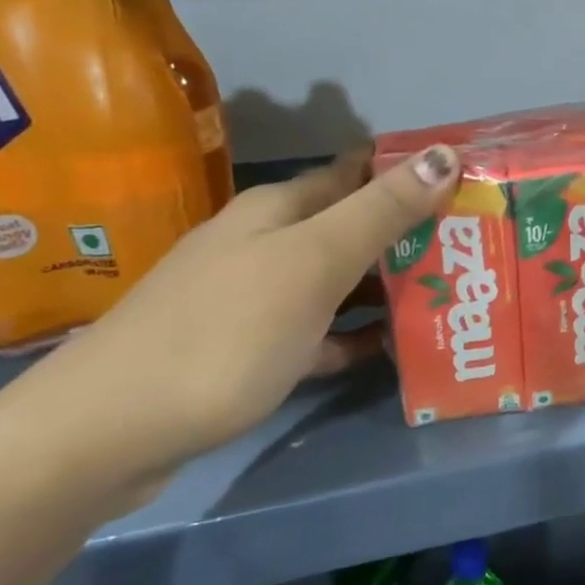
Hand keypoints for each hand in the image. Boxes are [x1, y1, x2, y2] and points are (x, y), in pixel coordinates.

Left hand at [26, 143, 459, 492]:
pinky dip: (354, 335)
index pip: (360, 172)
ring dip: (388, 286)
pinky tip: (391, 349)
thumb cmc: (225, 332)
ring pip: (338, 280)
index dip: (412, 173)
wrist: (108, 432)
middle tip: (476, 248)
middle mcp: (267, 242)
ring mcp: (256, 298)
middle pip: (352, 227)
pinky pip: (319, 331)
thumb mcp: (313, 264)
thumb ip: (381, 211)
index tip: (470, 185)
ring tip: (452, 296)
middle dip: (411, 232)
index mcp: (281, 209)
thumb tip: (444, 152)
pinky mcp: (250, 349)